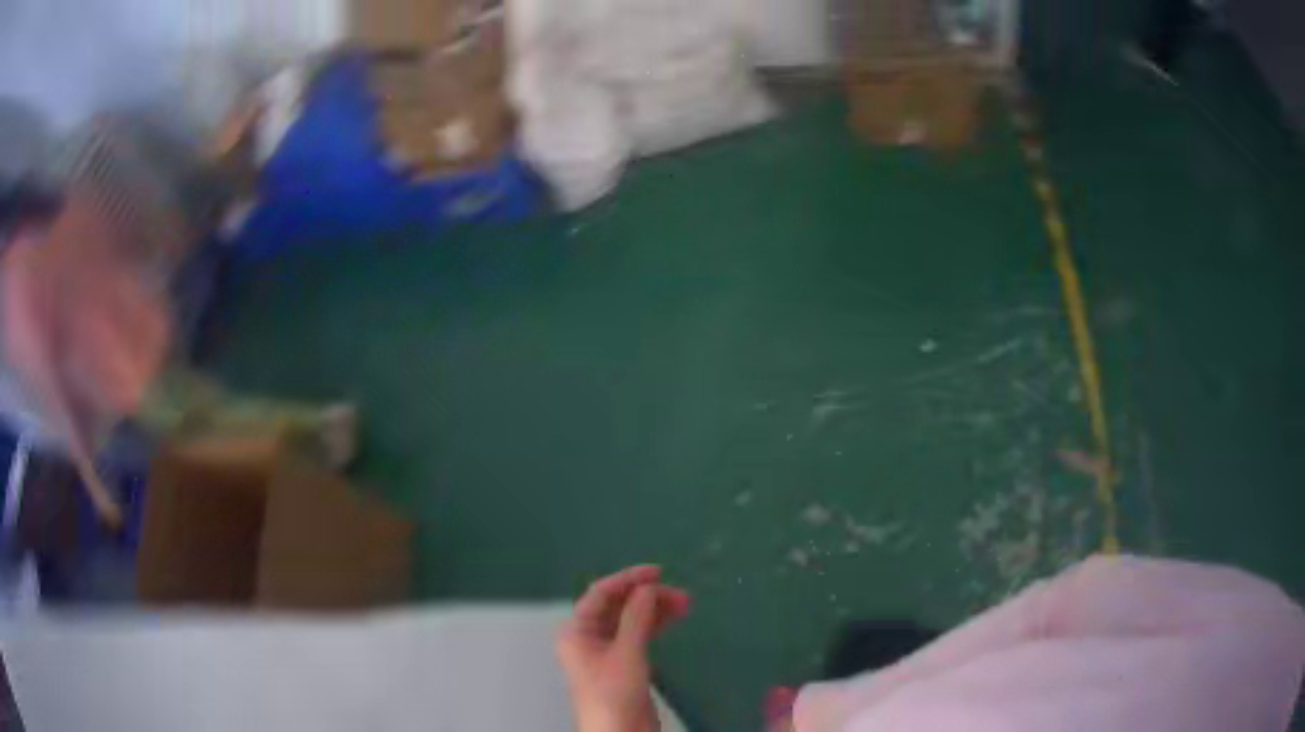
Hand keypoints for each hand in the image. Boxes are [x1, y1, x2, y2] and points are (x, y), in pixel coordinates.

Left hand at [557, 565, 690, 731]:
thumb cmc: (614, 693)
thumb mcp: (627, 653)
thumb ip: (636, 618)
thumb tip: (647, 587)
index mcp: (577, 631)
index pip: (600, 594)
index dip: (627, 579)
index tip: (657, 572)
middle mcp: (588, 636)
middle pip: (617, 606)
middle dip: (647, 596)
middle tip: (680, 594)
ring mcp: (607, 650)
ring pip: (631, 619)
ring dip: (655, 609)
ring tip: (685, 603)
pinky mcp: (624, 663)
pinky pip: (638, 634)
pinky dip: (655, 624)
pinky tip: (673, 617)